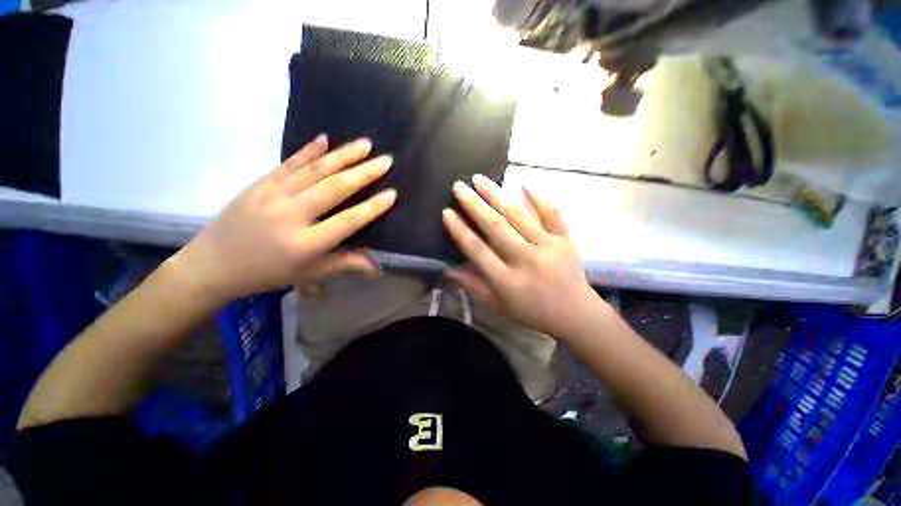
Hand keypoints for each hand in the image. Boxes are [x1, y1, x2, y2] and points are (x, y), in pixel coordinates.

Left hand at [178, 135, 395, 301]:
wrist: (212, 265)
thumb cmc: (268, 273)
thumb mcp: (310, 274)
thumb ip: (345, 265)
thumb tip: (377, 266)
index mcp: (306, 243)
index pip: (348, 221)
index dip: (373, 207)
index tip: (392, 194)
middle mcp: (291, 215)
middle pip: (334, 188)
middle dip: (364, 173)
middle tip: (386, 160)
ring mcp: (272, 195)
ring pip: (314, 170)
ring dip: (343, 155)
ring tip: (365, 144)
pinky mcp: (259, 184)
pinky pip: (289, 164)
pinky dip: (308, 151)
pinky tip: (325, 139)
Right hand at [442, 175, 600, 338]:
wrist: (575, 314)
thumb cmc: (532, 312)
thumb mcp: (498, 306)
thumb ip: (473, 286)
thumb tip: (448, 269)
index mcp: (507, 281)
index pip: (477, 250)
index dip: (460, 230)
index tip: (447, 212)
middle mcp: (526, 260)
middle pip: (496, 227)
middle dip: (474, 205)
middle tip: (458, 186)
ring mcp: (548, 247)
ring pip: (519, 216)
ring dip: (497, 195)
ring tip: (479, 179)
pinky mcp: (565, 240)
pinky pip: (552, 214)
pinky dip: (539, 197)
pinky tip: (524, 182)